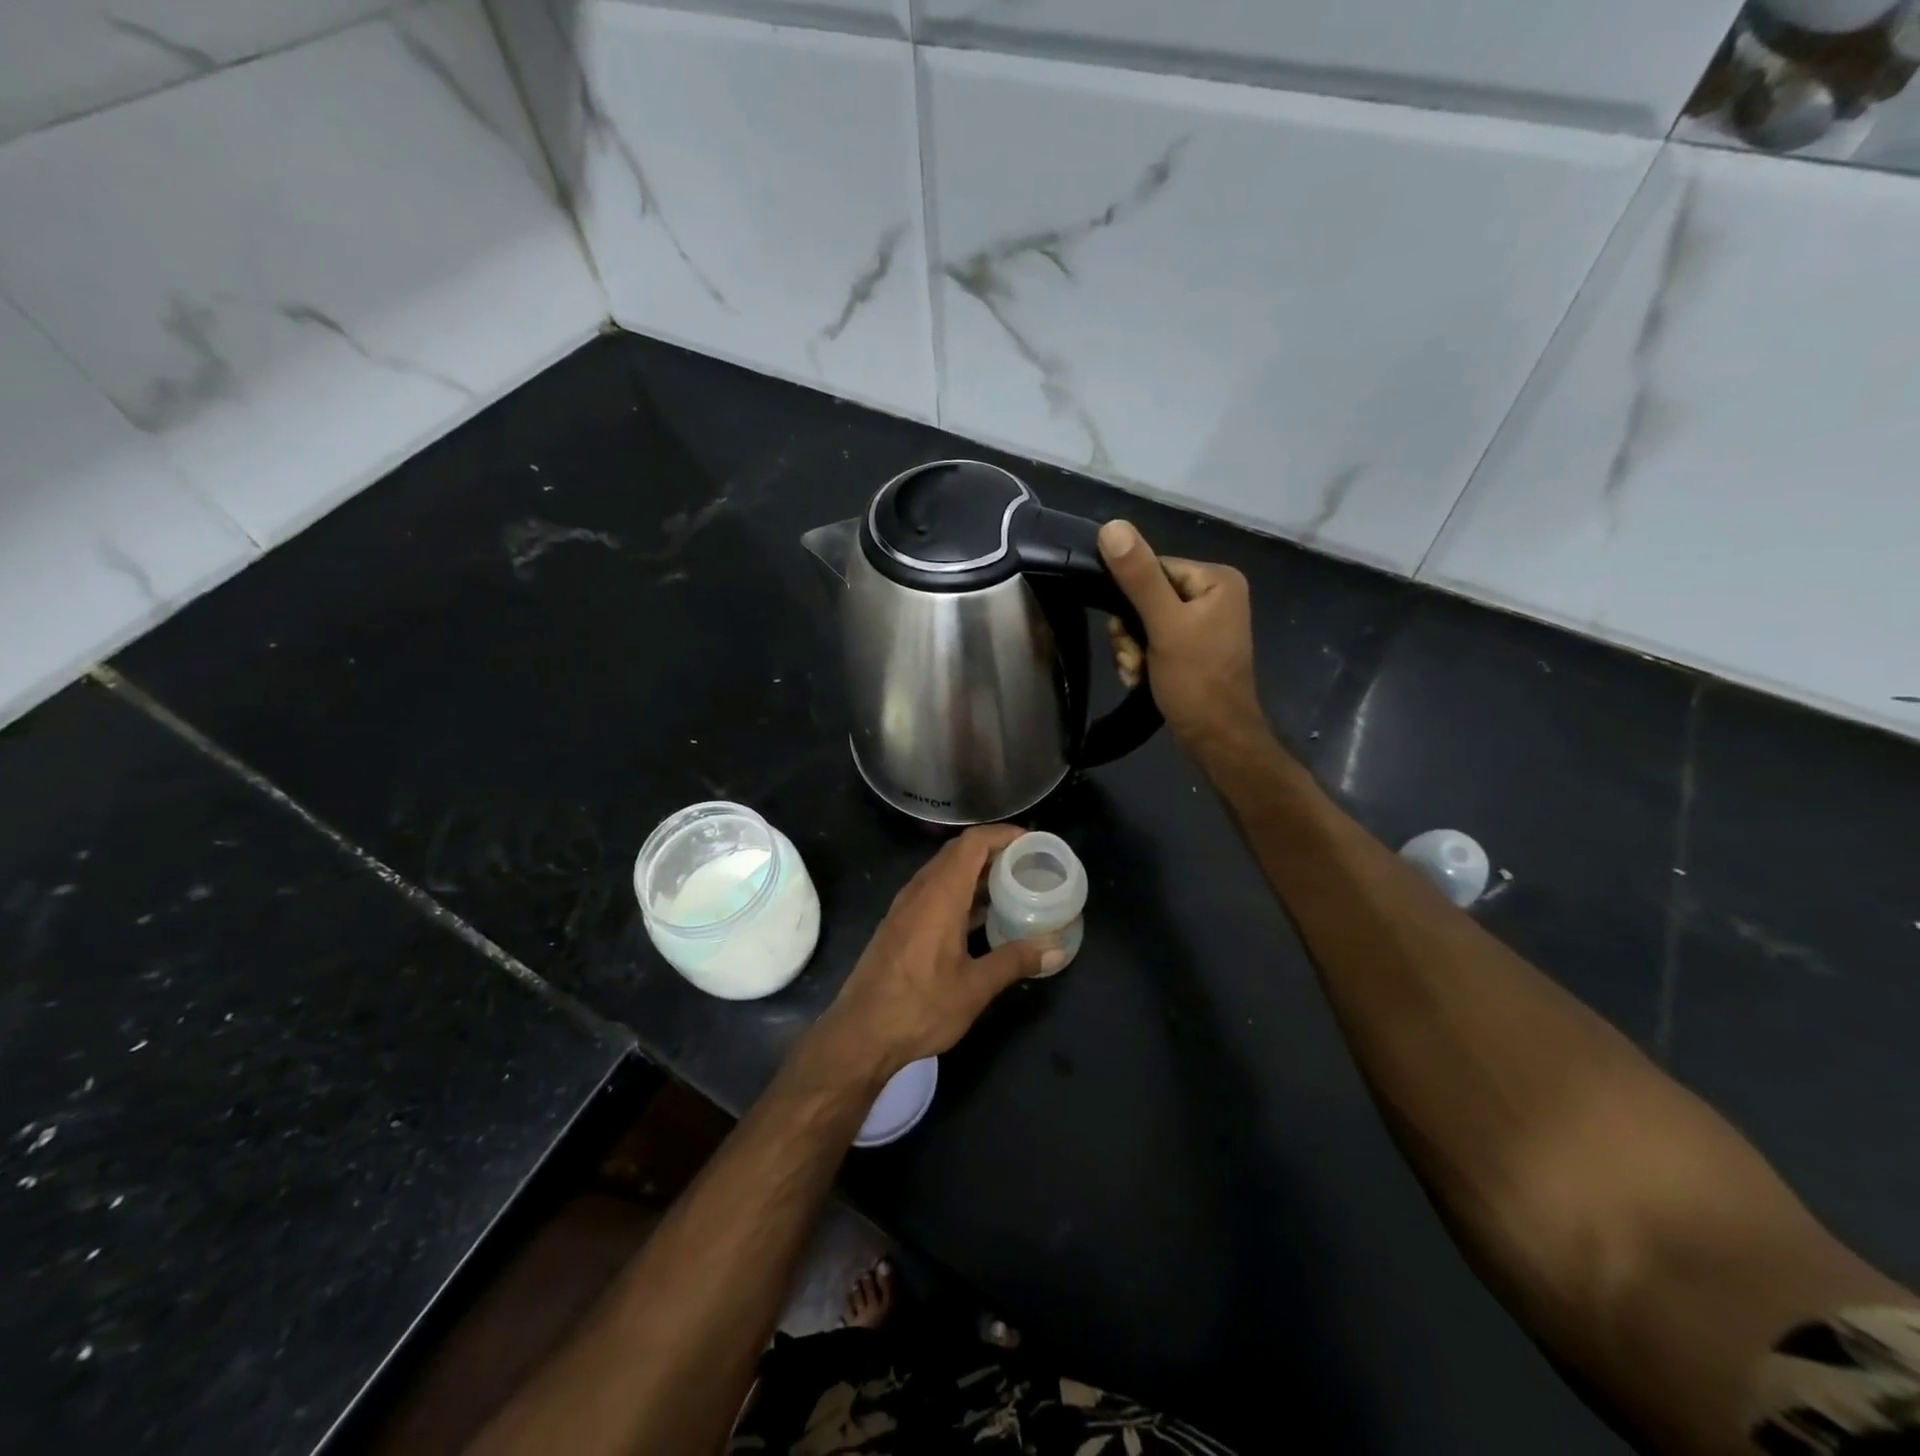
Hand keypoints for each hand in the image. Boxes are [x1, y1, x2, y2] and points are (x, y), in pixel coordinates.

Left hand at [820, 826, 1053, 1078]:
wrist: (860, 1033)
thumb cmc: (920, 1007)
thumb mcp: (974, 988)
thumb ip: (1013, 962)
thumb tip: (1054, 951)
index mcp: (940, 895)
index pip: (972, 843)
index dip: (1002, 834)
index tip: (1031, 841)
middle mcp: (920, 891)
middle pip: (958, 852)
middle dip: (993, 850)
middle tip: (1027, 863)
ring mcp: (905, 907)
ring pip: (944, 872)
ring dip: (976, 871)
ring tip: (1011, 885)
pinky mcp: (899, 924)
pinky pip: (933, 891)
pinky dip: (960, 891)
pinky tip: (980, 915)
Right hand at [1098, 520, 1264, 754]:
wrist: (1216, 739)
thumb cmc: (1195, 681)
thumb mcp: (1163, 625)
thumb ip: (1137, 577)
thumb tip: (1111, 526)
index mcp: (1215, 579)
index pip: (1152, 567)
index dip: (1130, 600)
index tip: (1127, 633)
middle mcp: (1213, 595)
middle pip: (1145, 596)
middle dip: (1130, 631)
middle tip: (1134, 658)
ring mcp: (1204, 623)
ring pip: (1144, 622)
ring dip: (1131, 649)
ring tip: (1138, 672)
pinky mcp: (1194, 648)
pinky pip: (1154, 641)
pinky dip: (1142, 660)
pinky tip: (1142, 678)